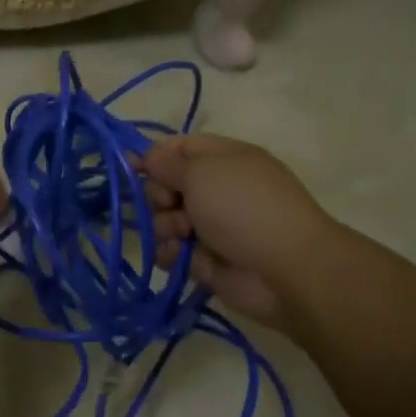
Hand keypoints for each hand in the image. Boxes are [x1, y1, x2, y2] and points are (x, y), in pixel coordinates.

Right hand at [142, 135, 339, 331]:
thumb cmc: (243, 207)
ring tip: (182, 236)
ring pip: (165, 220)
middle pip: (166, 185)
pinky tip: (179, 256)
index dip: (153, 157)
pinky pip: (172, 251)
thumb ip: (165, 163)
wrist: (285, 268)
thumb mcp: (201, 171)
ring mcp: (212, 225)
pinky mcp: (205, 258)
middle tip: (170, 204)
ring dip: (164, 227)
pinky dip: (170, 253)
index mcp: (222, 159)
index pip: (178, 149)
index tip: (130, 167)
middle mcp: (216, 189)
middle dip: (159, 196)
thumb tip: (144, 155)